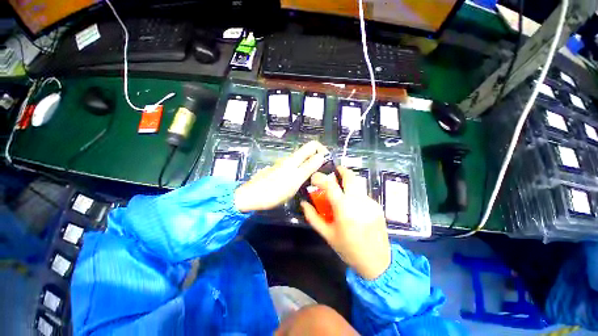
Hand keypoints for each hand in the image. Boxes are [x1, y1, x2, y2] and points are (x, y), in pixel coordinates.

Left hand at [234, 141, 328, 212]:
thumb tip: (321, 156)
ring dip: (310, 167)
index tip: (328, 162)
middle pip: (307, 153)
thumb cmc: (274, 190)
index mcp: (294, 159)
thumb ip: (308, 168)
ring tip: (314, 181)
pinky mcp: (279, 172)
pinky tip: (300, 184)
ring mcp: (283, 165)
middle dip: (318, 160)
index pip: (312, 145)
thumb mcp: (295, 180)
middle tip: (323, 174)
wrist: (251, 196)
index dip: (322, 149)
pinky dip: (301, 173)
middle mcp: (289, 159)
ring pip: (301, 161)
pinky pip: (294, 168)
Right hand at [300, 167, 390, 279]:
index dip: (320, 178)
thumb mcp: (327, 235)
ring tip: (341, 192)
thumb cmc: (348, 249)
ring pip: (357, 185)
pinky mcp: (377, 206)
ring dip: (347, 184)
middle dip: (341, 170)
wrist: (378, 262)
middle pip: (350, 177)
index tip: (314, 178)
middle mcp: (359, 202)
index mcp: (344, 210)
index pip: (331, 185)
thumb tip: (304, 203)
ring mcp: (370, 203)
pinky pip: (362, 194)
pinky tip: (352, 206)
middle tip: (333, 171)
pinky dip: (354, 194)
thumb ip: (313, 217)